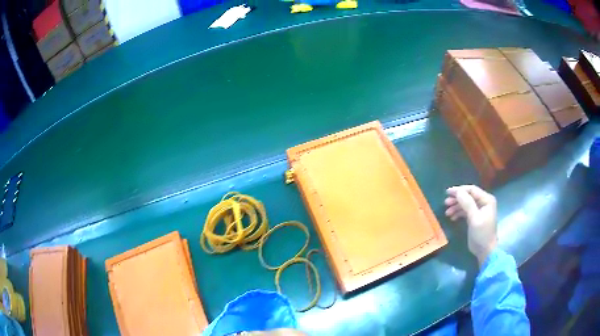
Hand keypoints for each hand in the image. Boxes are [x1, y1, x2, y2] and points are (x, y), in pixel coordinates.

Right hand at [445, 185, 497, 265]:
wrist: (485, 251)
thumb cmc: (481, 233)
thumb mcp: (474, 218)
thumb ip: (467, 203)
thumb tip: (457, 191)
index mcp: (486, 200)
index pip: (472, 190)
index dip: (459, 190)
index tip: (447, 193)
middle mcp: (483, 202)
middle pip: (468, 196)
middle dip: (457, 199)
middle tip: (445, 203)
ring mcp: (479, 210)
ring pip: (465, 204)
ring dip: (456, 207)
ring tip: (447, 212)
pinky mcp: (475, 218)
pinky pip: (465, 211)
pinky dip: (458, 213)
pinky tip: (452, 217)